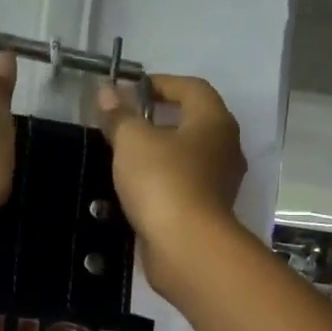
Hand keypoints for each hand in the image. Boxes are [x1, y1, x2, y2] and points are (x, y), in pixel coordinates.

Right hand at [97, 74, 245, 296]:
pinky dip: (161, 179)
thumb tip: (106, 91)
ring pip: (187, 155)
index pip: (191, 88)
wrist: (186, 247)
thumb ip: (119, 115)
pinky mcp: (207, 210)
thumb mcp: (132, 141)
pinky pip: (183, 183)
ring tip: (124, 155)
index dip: (160, 83)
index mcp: (214, 121)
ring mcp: (219, 182)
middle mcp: (225, 147)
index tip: (129, 91)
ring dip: (159, 151)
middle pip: (192, 121)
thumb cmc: (162, 182)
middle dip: (158, 118)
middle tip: (124, 122)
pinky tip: (135, 187)